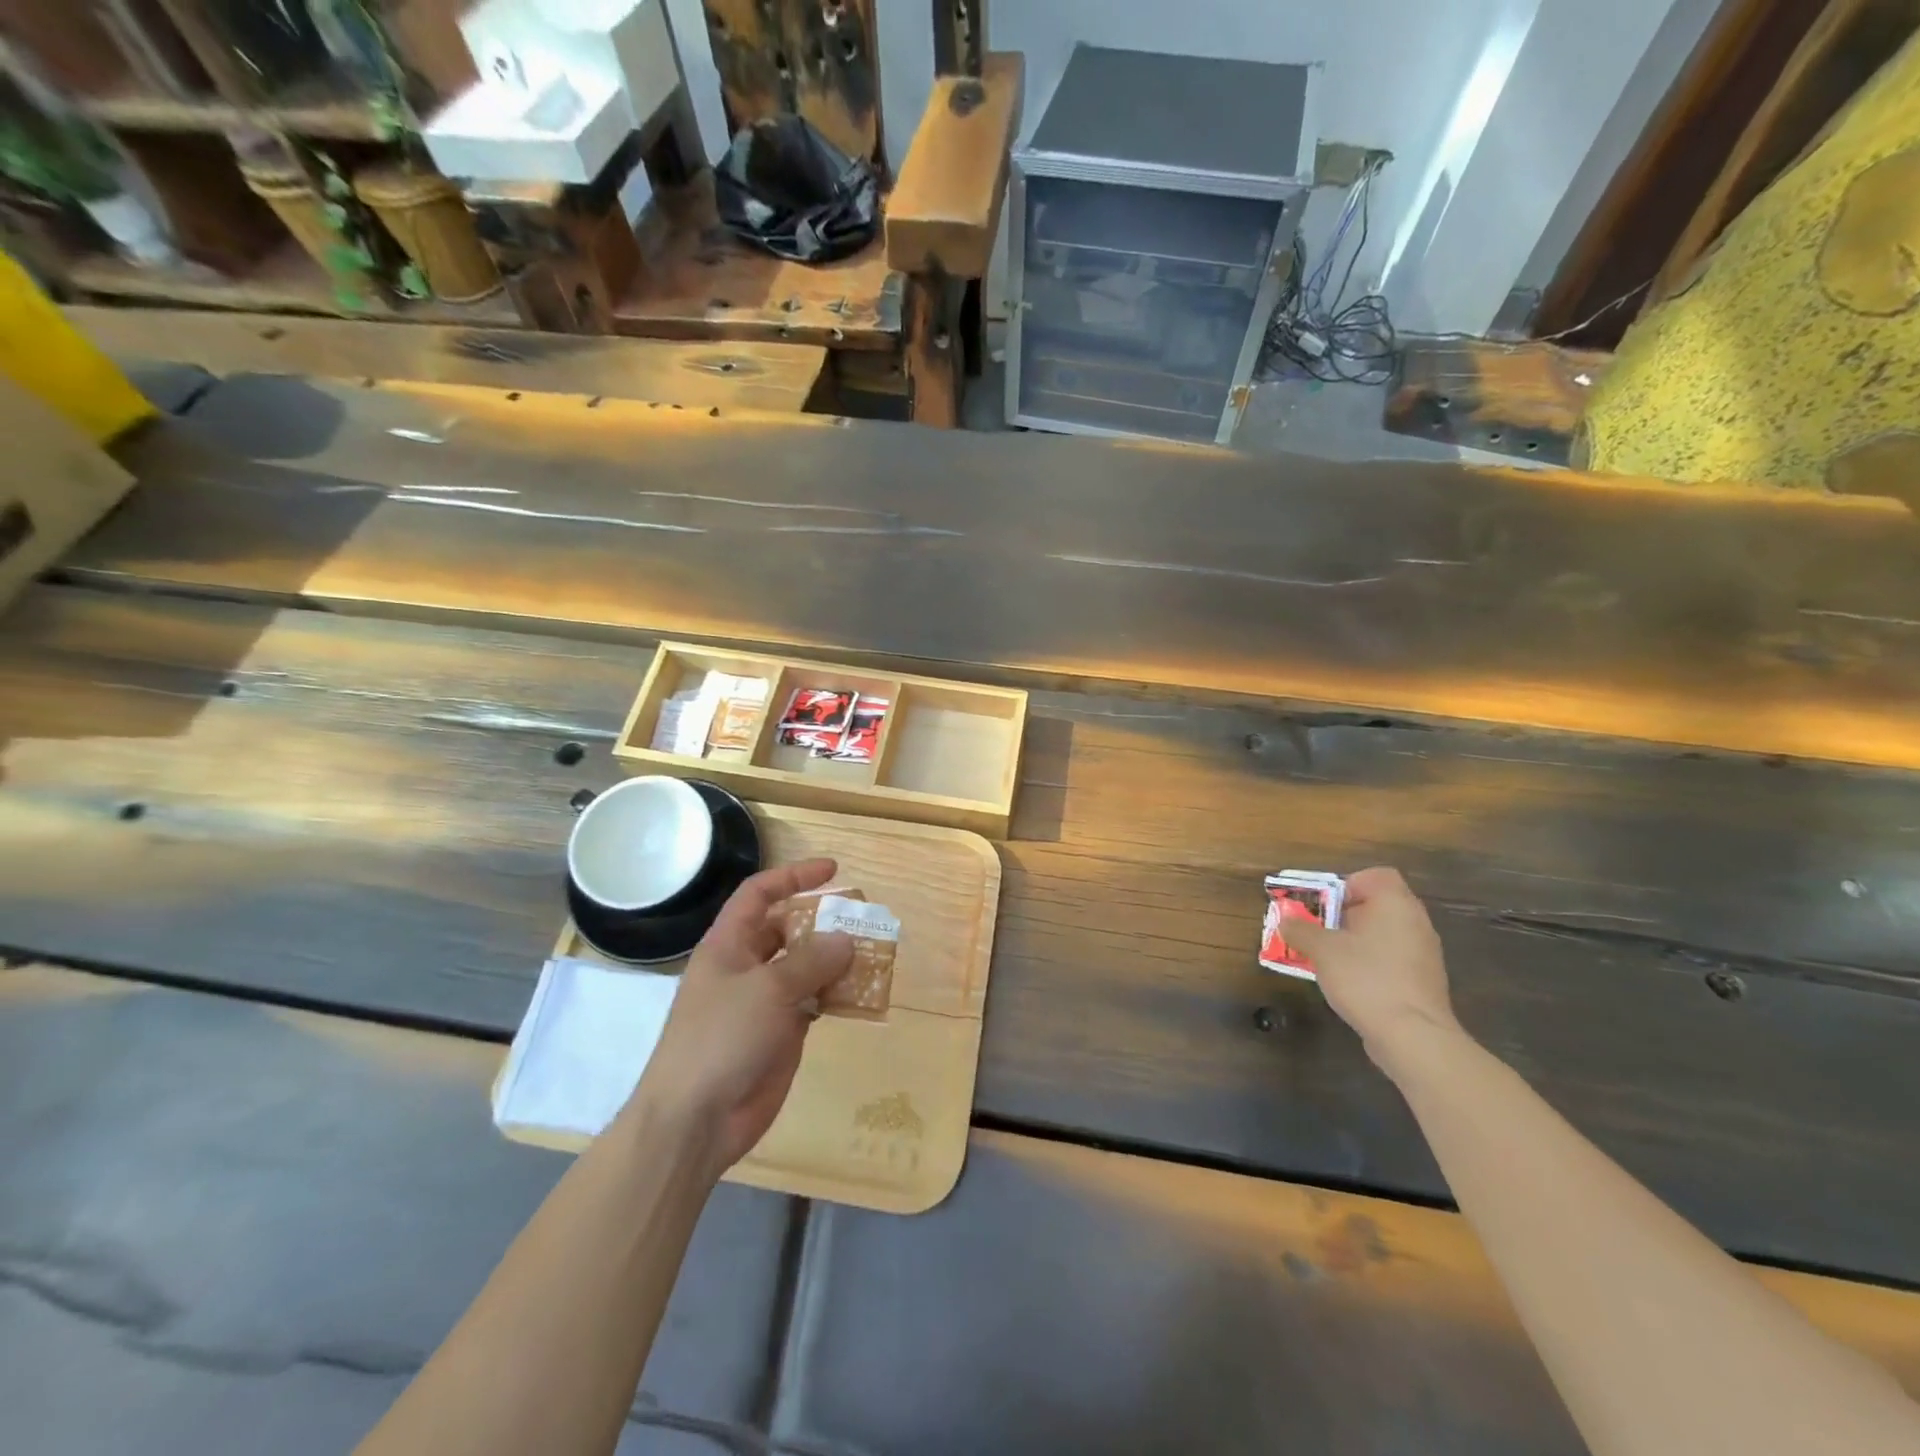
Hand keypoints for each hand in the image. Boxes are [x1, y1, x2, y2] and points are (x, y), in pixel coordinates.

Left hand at [631, 858, 852, 1174]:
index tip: (832, 870)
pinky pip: (813, 1002)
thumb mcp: (768, 989)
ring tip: (873, 952)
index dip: (793, 876)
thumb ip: (811, 961)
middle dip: (823, 921)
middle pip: (787, 929)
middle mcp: (745, 967)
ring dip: (836, 959)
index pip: (759, 894)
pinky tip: (863, 992)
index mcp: (728, 945)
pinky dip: (837, 994)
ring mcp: (763, 1002)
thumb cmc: (722, 1038)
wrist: (695, 1120)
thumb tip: (846, 940)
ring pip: (805, 967)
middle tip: (863, 918)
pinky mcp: (780, 1033)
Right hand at [1279, 868, 1457, 1068]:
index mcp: (1395, 904)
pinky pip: (1390, 959)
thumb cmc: (1365, 978)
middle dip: (1343, 915)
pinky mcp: (1422, 982)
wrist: (1412, 1036)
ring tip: (1327, 959)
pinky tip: (1350, 983)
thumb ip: (1300, 930)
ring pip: (1382, 934)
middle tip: (1317, 931)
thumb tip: (1286, 922)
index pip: (1377, 876)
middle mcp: (1415, 923)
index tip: (1325, 906)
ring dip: (1354, 941)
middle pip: (1376, 905)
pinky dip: (1369, 963)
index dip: (1348, 884)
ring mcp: (1423, 954)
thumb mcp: (1321, 950)